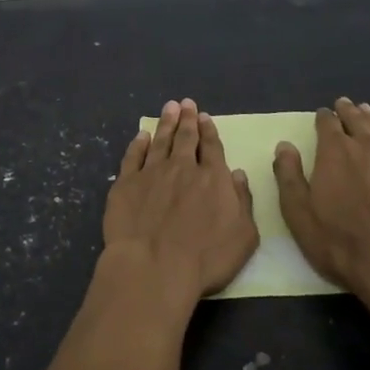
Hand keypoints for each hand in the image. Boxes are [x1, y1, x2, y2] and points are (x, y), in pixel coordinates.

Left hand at [102, 98, 258, 313]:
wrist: (153, 267)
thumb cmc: (205, 259)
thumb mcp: (243, 236)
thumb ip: (243, 201)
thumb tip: (238, 174)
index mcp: (213, 178)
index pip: (211, 147)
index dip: (208, 131)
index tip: (204, 116)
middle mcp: (182, 168)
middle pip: (185, 137)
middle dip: (187, 119)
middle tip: (186, 103)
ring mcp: (152, 173)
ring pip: (160, 141)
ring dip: (165, 123)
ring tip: (169, 108)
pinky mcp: (126, 184)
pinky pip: (133, 157)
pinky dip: (138, 144)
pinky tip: (141, 135)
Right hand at [273, 98, 369, 302]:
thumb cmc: (338, 240)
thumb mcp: (298, 212)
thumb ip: (288, 175)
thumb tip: (284, 145)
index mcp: (335, 151)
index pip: (327, 123)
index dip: (323, 117)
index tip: (322, 114)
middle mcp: (366, 146)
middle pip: (356, 119)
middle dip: (347, 111)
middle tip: (344, 104)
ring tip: (366, 111)